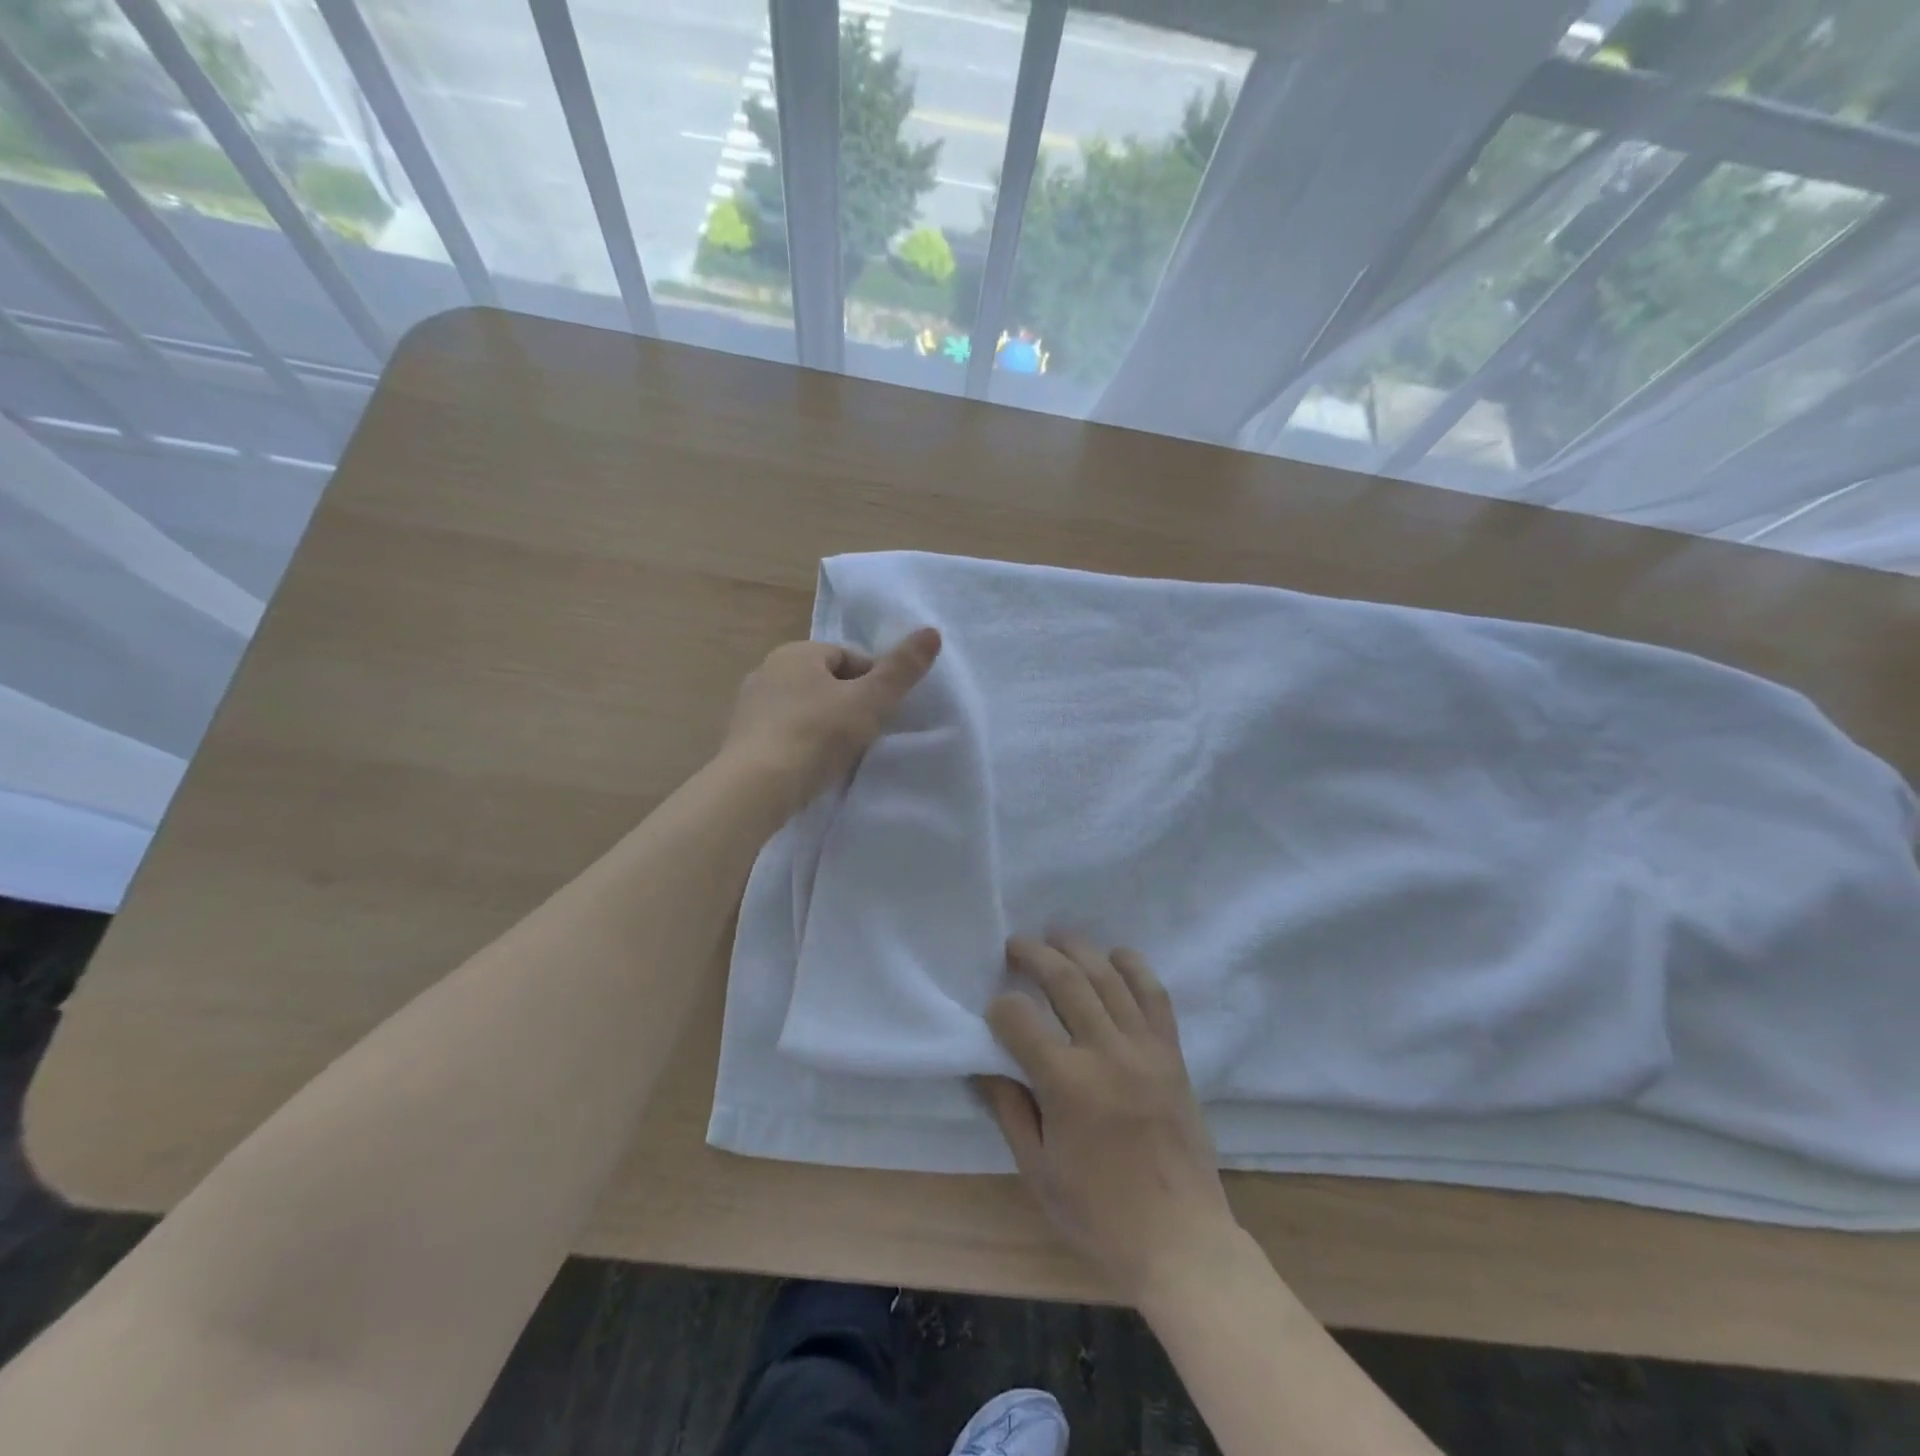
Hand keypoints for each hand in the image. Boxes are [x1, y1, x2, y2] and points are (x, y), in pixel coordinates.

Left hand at [719, 627, 940, 816]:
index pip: (848, 656)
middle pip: (825, 682)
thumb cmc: (816, 735)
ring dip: (826, 726)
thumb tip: (933, 631)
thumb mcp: (869, 701)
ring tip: (844, 754)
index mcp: (796, 653)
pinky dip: (803, 745)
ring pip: (804, 709)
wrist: (755, 788)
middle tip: (869, 734)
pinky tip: (814, 767)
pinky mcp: (742, 741)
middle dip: (850, 703)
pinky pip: (785, 734)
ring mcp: (750, 707)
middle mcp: (768, 671)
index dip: (874, 681)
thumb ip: (901, 669)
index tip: (887, 711)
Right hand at [978, 935, 1241, 1305]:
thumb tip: (985, 1064)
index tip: (992, 1011)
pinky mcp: (1171, 1053)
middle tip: (1015, 944)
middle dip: (1035, 955)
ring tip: (1057, 935)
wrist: (1180, 1240)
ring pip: (1109, 977)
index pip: (1021, 1020)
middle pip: (1066, 981)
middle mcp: (1107, 1053)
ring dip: (1079, 948)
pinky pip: (1154, 995)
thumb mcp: (1037, 1169)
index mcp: (1068, 1084)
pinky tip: (1115, 954)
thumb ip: (1009, 1108)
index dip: (999, 1009)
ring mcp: (1145, 1048)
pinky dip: (1134, 967)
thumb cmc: (1099, 1214)